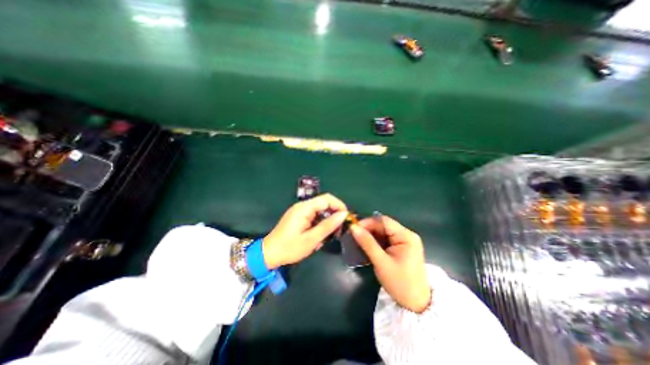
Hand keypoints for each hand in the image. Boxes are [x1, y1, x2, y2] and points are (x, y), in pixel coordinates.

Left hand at [262, 194, 349, 267]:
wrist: (269, 254)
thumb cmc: (290, 248)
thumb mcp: (311, 239)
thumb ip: (328, 225)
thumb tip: (343, 214)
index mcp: (304, 208)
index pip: (327, 198)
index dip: (339, 205)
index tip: (346, 218)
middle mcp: (302, 205)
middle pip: (324, 202)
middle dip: (334, 212)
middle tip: (340, 227)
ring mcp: (299, 210)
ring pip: (320, 208)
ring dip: (328, 218)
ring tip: (332, 232)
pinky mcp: (298, 216)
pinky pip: (314, 214)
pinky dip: (321, 221)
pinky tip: (321, 232)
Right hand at [351, 215, 429, 311]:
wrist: (416, 304)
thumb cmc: (400, 284)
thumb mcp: (381, 263)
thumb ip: (367, 243)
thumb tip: (353, 227)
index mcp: (406, 236)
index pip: (384, 221)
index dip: (367, 222)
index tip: (353, 228)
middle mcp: (407, 234)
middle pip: (384, 225)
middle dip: (368, 229)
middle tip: (353, 234)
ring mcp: (405, 241)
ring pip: (383, 232)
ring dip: (370, 235)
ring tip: (357, 239)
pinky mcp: (401, 247)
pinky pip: (385, 239)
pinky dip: (375, 241)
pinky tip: (366, 245)